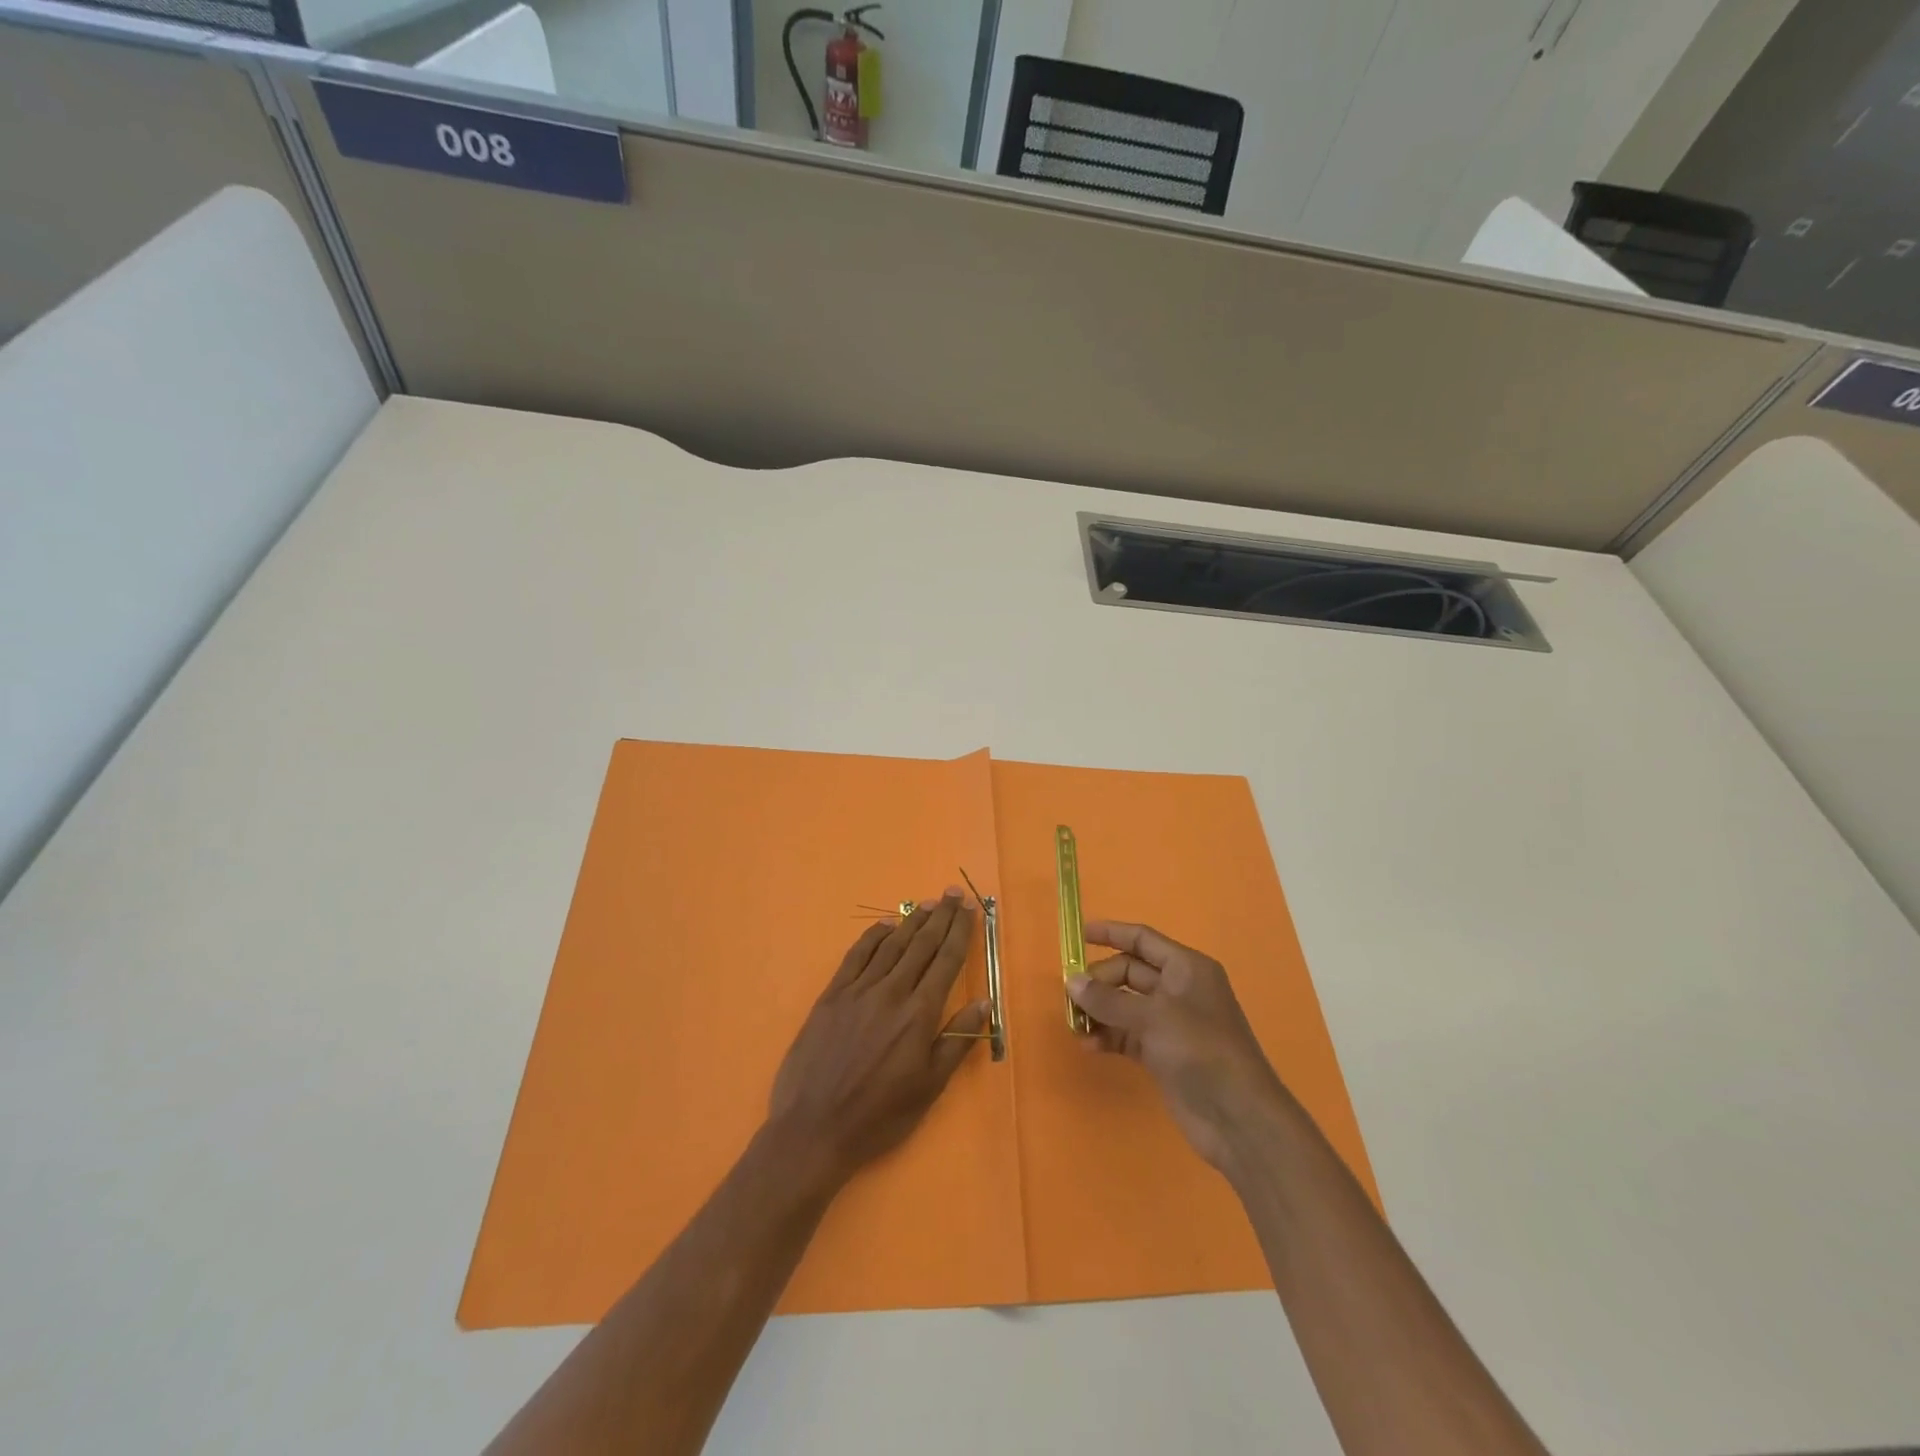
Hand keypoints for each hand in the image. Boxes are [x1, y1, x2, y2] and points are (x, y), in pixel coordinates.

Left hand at [767, 890, 989, 1190]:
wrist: (813, 1129)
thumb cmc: (879, 1116)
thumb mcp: (928, 1089)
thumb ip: (956, 1042)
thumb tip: (983, 1003)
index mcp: (918, 1015)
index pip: (946, 961)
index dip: (960, 932)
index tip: (970, 908)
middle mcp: (891, 992)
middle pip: (921, 945)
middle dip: (940, 917)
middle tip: (952, 892)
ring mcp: (858, 991)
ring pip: (891, 945)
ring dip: (911, 921)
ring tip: (927, 904)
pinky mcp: (832, 996)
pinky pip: (856, 956)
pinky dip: (873, 937)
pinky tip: (884, 926)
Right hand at [1069, 920, 1289, 1172]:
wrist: (1238, 1117)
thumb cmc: (1200, 1050)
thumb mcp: (1153, 1018)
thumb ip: (1109, 1000)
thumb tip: (1072, 982)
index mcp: (1186, 968)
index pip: (1142, 939)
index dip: (1111, 933)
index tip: (1078, 935)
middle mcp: (1178, 990)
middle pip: (1129, 972)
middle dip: (1100, 981)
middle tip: (1071, 995)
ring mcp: (1170, 1023)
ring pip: (1125, 1005)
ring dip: (1100, 1011)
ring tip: (1073, 1023)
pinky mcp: (1162, 1053)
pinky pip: (1127, 1034)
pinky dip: (1108, 1036)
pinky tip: (1088, 1046)